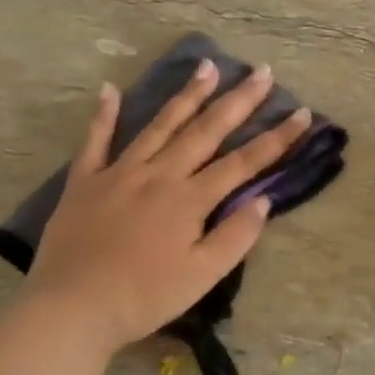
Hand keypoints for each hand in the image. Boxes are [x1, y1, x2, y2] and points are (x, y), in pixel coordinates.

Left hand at [26, 60, 310, 354]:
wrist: (71, 308)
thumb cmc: (144, 297)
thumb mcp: (201, 276)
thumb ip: (235, 236)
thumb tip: (263, 200)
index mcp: (189, 199)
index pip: (243, 162)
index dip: (276, 138)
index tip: (303, 113)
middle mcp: (159, 174)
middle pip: (205, 131)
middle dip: (238, 101)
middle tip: (262, 72)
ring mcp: (119, 172)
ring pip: (159, 125)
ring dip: (187, 95)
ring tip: (207, 66)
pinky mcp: (85, 181)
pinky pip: (95, 141)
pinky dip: (103, 114)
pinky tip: (110, 89)